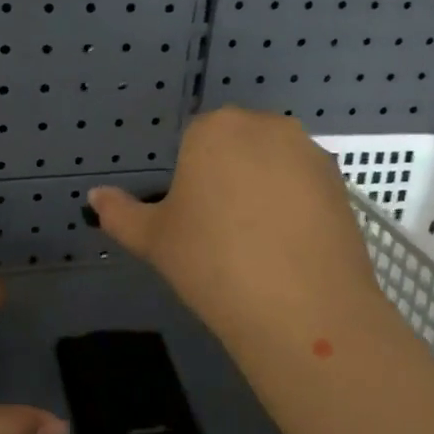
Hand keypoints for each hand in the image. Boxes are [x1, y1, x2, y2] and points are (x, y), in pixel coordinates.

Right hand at [88, 108, 387, 359]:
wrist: (300, 307)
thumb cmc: (212, 262)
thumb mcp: (154, 240)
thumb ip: (120, 213)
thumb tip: (94, 197)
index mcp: (214, 129)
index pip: (193, 141)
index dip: (190, 181)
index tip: (193, 220)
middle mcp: (265, 126)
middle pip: (236, 145)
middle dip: (227, 176)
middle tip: (222, 232)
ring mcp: (308, 152)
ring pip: (273, 163)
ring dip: (263, 188)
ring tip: (259, 243)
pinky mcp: (340, 182)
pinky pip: (304, 184)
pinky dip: (295, 205)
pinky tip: (289, 247)